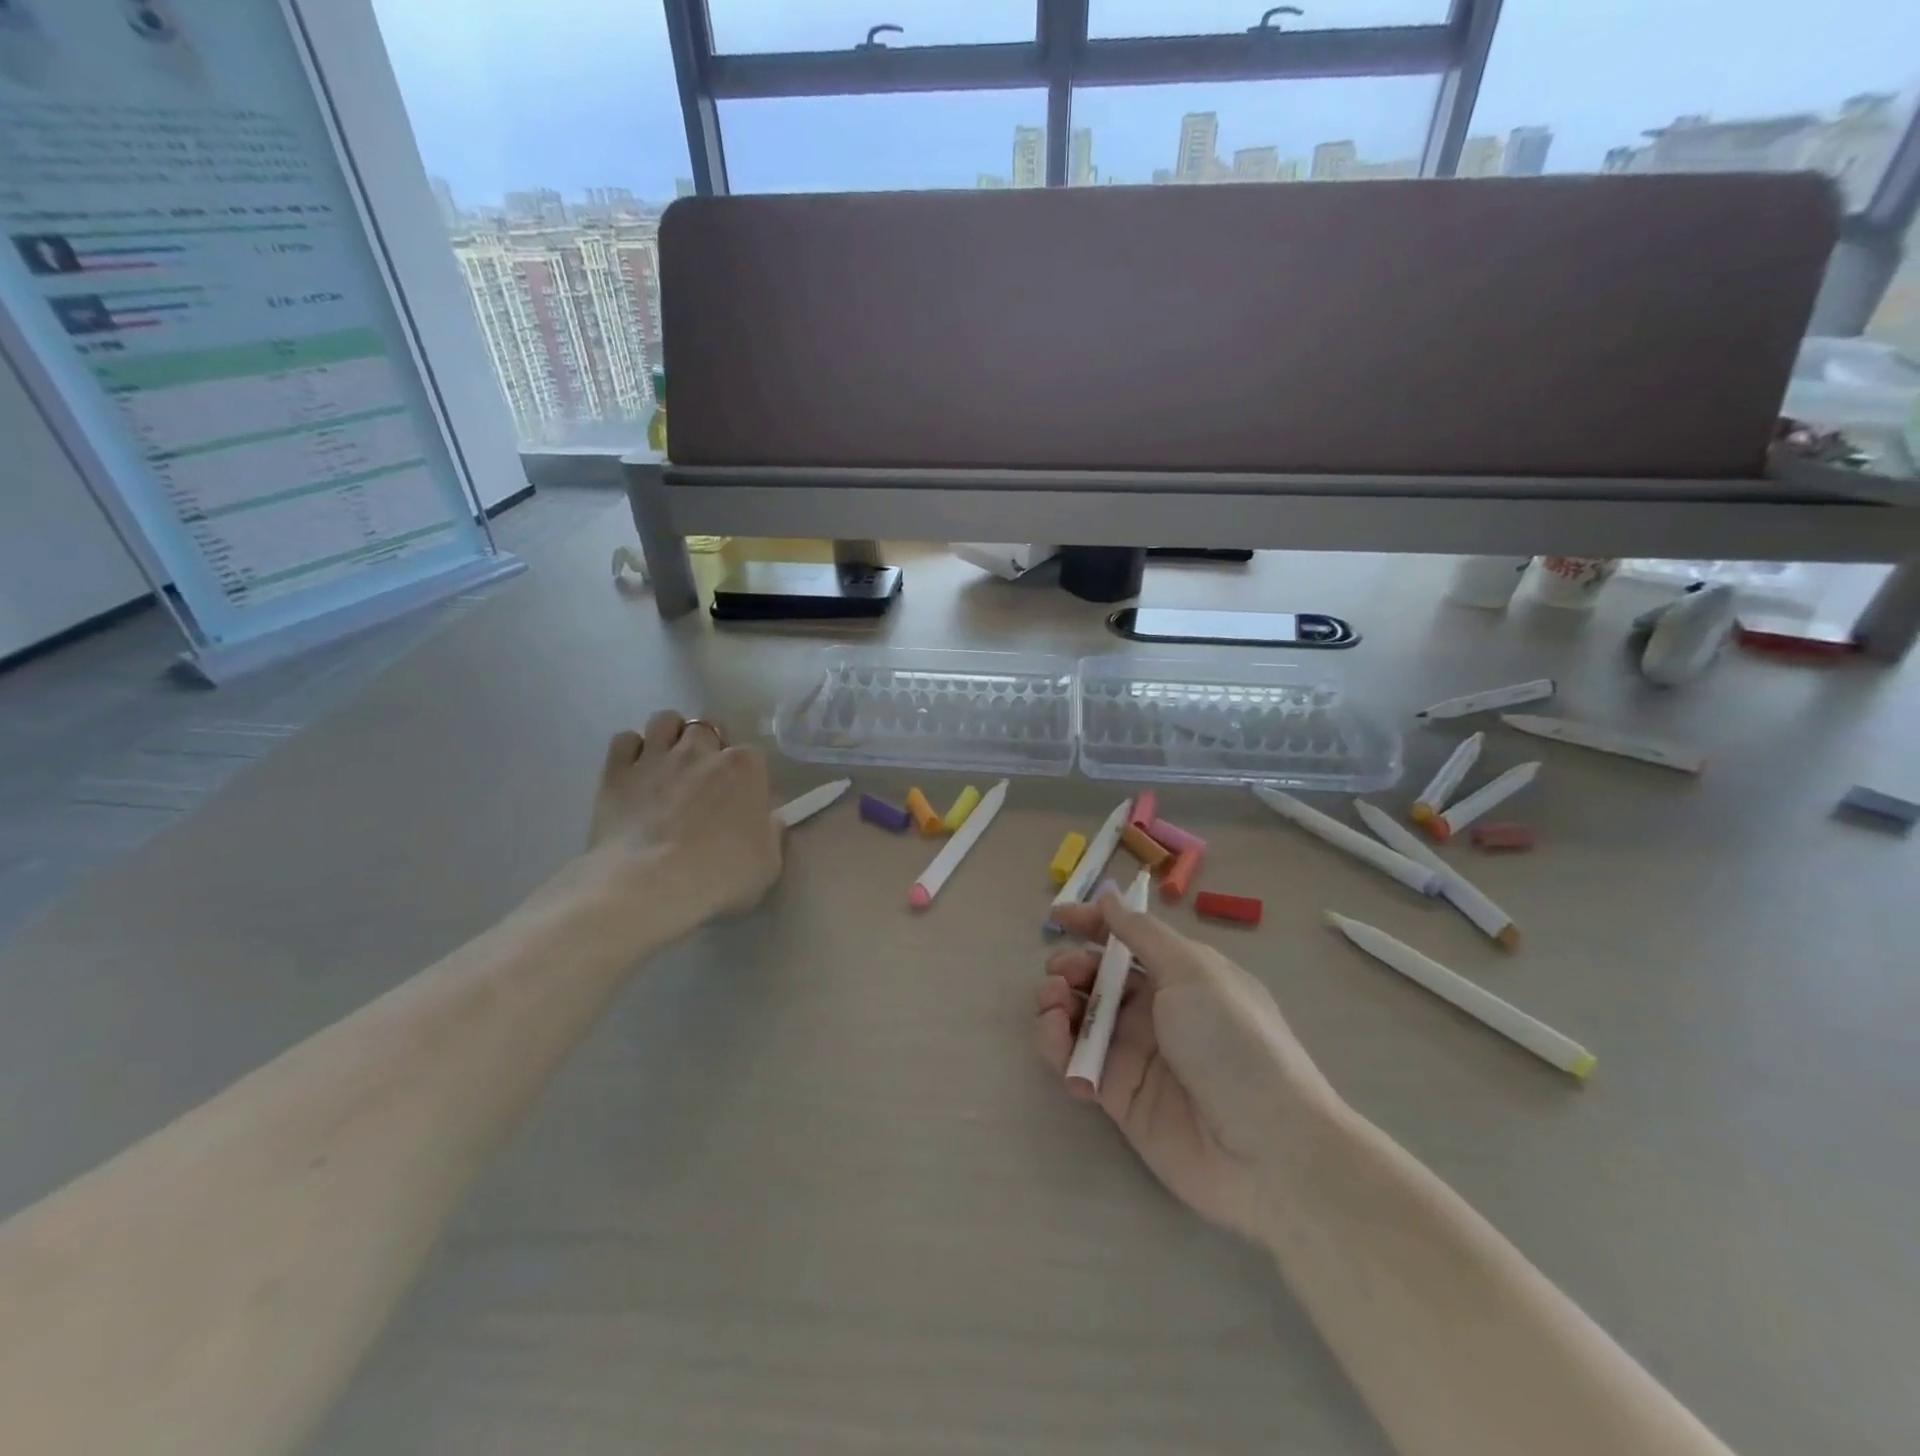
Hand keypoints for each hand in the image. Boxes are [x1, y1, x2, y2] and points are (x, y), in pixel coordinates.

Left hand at [583, 710, 782, 941]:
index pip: (753, 755)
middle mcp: (701, 751)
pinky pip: (624, 740)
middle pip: (707, 728)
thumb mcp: (767, 863)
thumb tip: (767, 821)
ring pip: (665, 720)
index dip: (747, 776)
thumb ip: (770, 834)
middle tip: (704, 777)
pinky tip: (635, 771)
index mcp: (744, 768)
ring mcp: (656, 758)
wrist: (649, 885)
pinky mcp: (616, 772)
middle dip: (708, 746)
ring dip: (670, 735)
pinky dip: (631, 750)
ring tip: (669, 761)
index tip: (743, 798)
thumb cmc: (719, 875)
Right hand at [1035, 889, 1341, 1238]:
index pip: (1126, 938)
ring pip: (1079, 1017)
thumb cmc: (1233, 1041)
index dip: (1091, 923)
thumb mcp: (1192, 972)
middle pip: (1096, 977)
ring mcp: (1135, 1052)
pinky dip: (1058, 1050)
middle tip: (1060, 977)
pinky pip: (1076, 1061)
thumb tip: (1110, 898)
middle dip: (1069, 968)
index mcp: (1179, 973)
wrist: (1267, 1149)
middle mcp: (1155, 1008)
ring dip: (1055, 1005)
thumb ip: (1142, 935)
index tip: (1056, 918)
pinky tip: (1060, 1048)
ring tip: (1051, 1010)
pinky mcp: (1118, 1095)